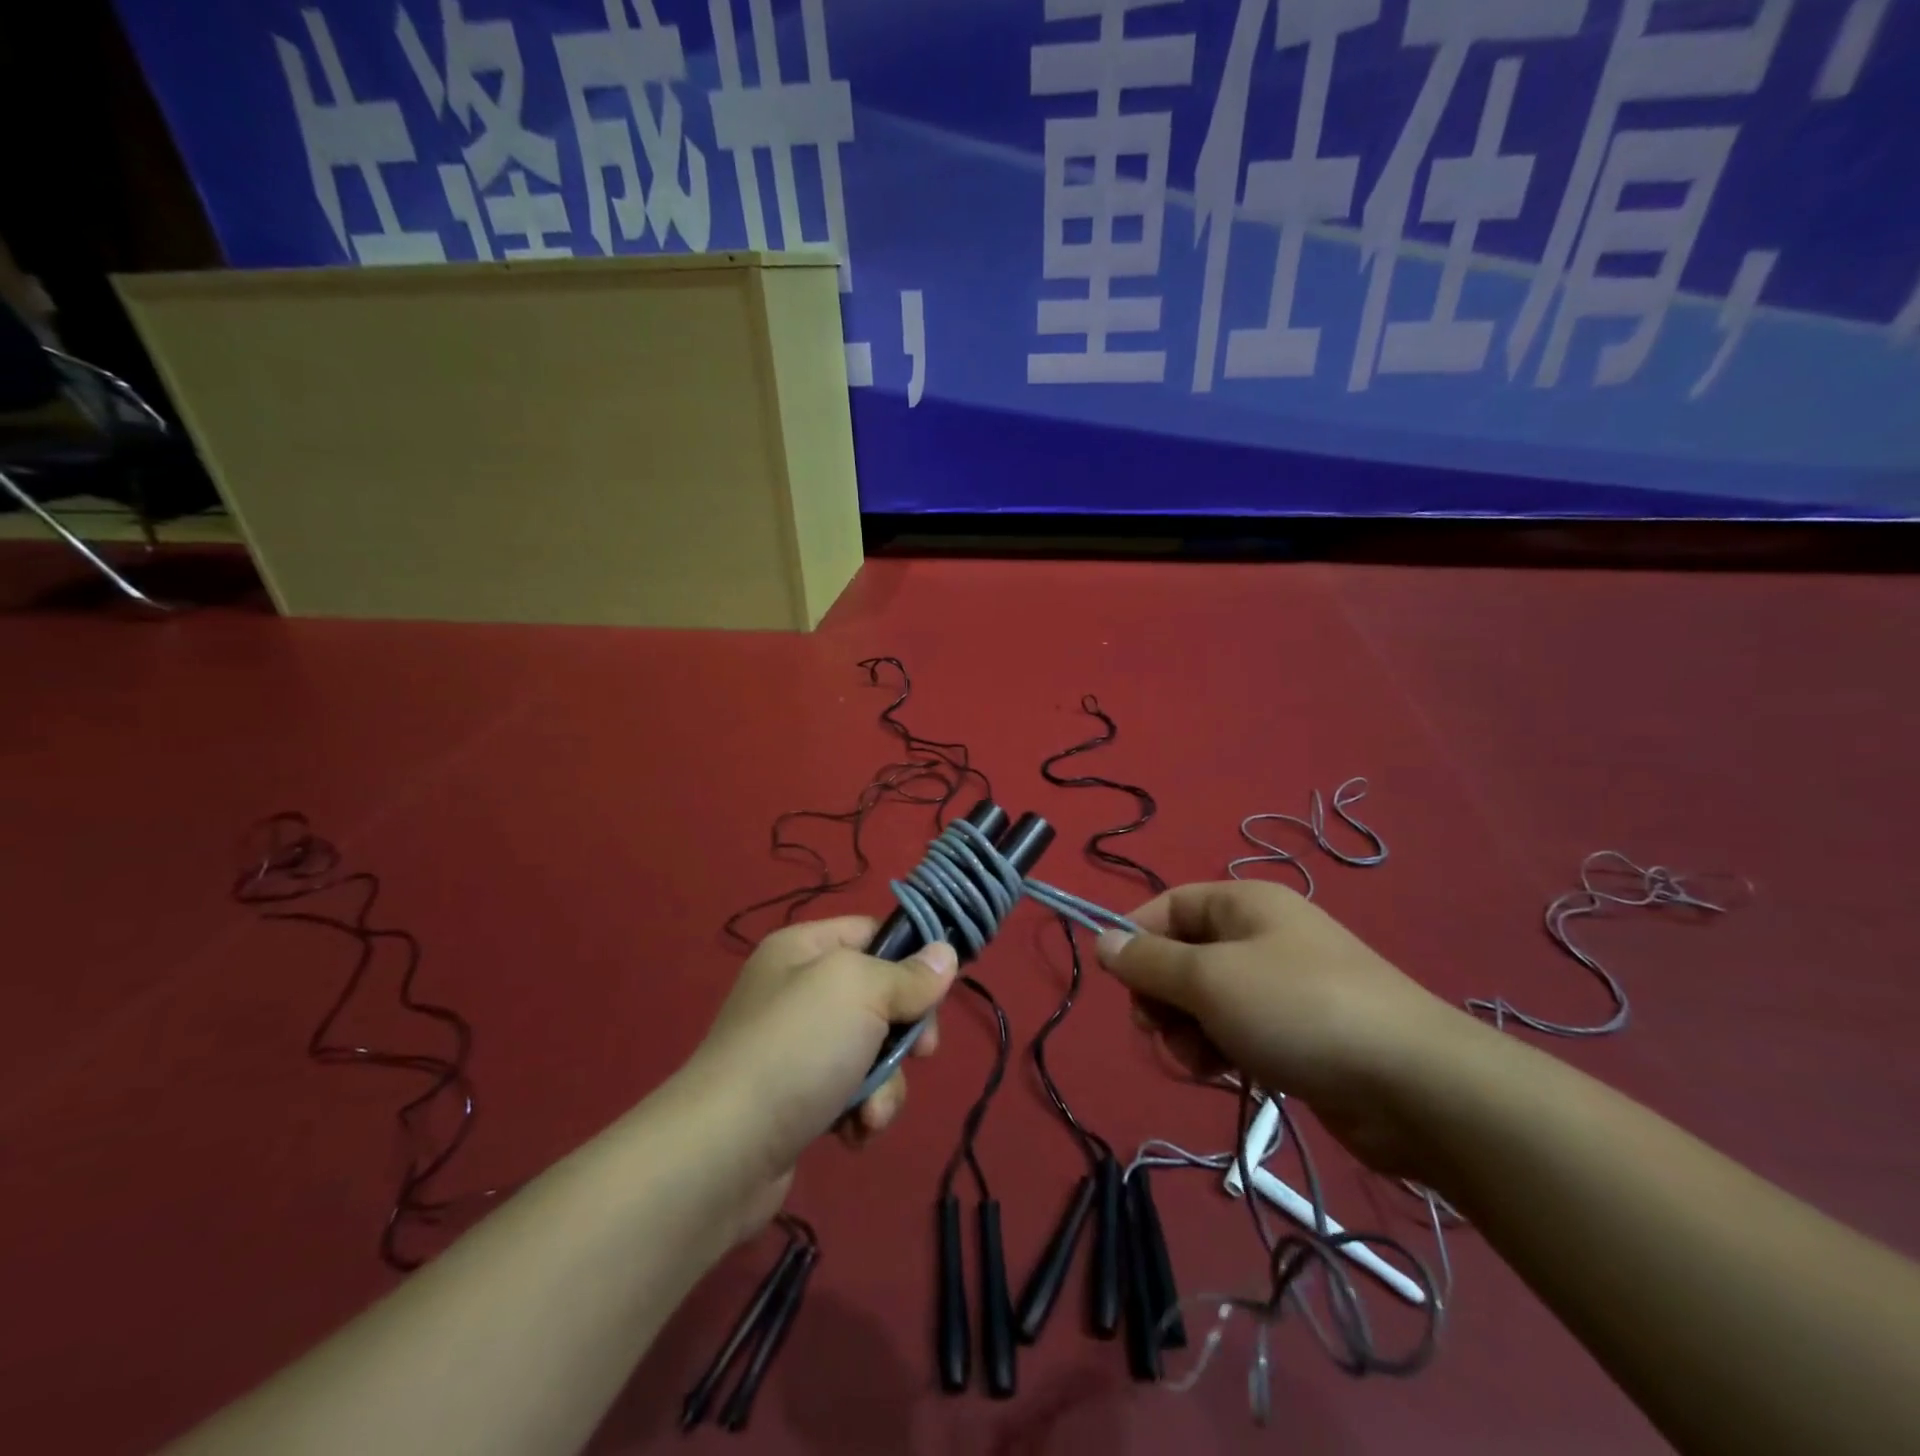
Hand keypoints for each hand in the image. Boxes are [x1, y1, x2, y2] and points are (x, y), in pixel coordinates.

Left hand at [685, 916, 956, 1233]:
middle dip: (905, 1033)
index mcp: (804, 948)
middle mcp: (798, 991)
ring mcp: (797, 1047)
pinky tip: (853, 1133)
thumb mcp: (860, 991)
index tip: (940, 989)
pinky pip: (851, 1091)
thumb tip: (945, 955)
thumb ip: (909, 975)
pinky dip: (860, 1111)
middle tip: (920, 1054)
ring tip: (870, 1112)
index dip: (910, 956)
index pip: (873, 931)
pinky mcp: (798, 1099)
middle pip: (881, 996)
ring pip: (873, 1050)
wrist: (722, 1152)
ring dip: (885, 1083)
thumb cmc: (797, 1048)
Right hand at [1096, 881, 1473, 1178]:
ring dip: (1189, 1031)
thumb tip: (1102, 941)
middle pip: (1184, 956)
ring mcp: (1282, 987)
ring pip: (1207, 1001)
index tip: (1117, 982)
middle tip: (1160, 1031)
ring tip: (1200, 1062)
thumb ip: (1149, 961)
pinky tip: (1225, 1075)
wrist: (1414, 1086)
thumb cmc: (1298, 1010)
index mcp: (1244, 904)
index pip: (1170, 906)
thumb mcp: (1210, 979)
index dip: (1137, 937)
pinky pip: (1237, 1031)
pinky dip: (1221, 1050)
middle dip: (1163, 996)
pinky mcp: (1297, 1034)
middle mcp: (1261, 937)